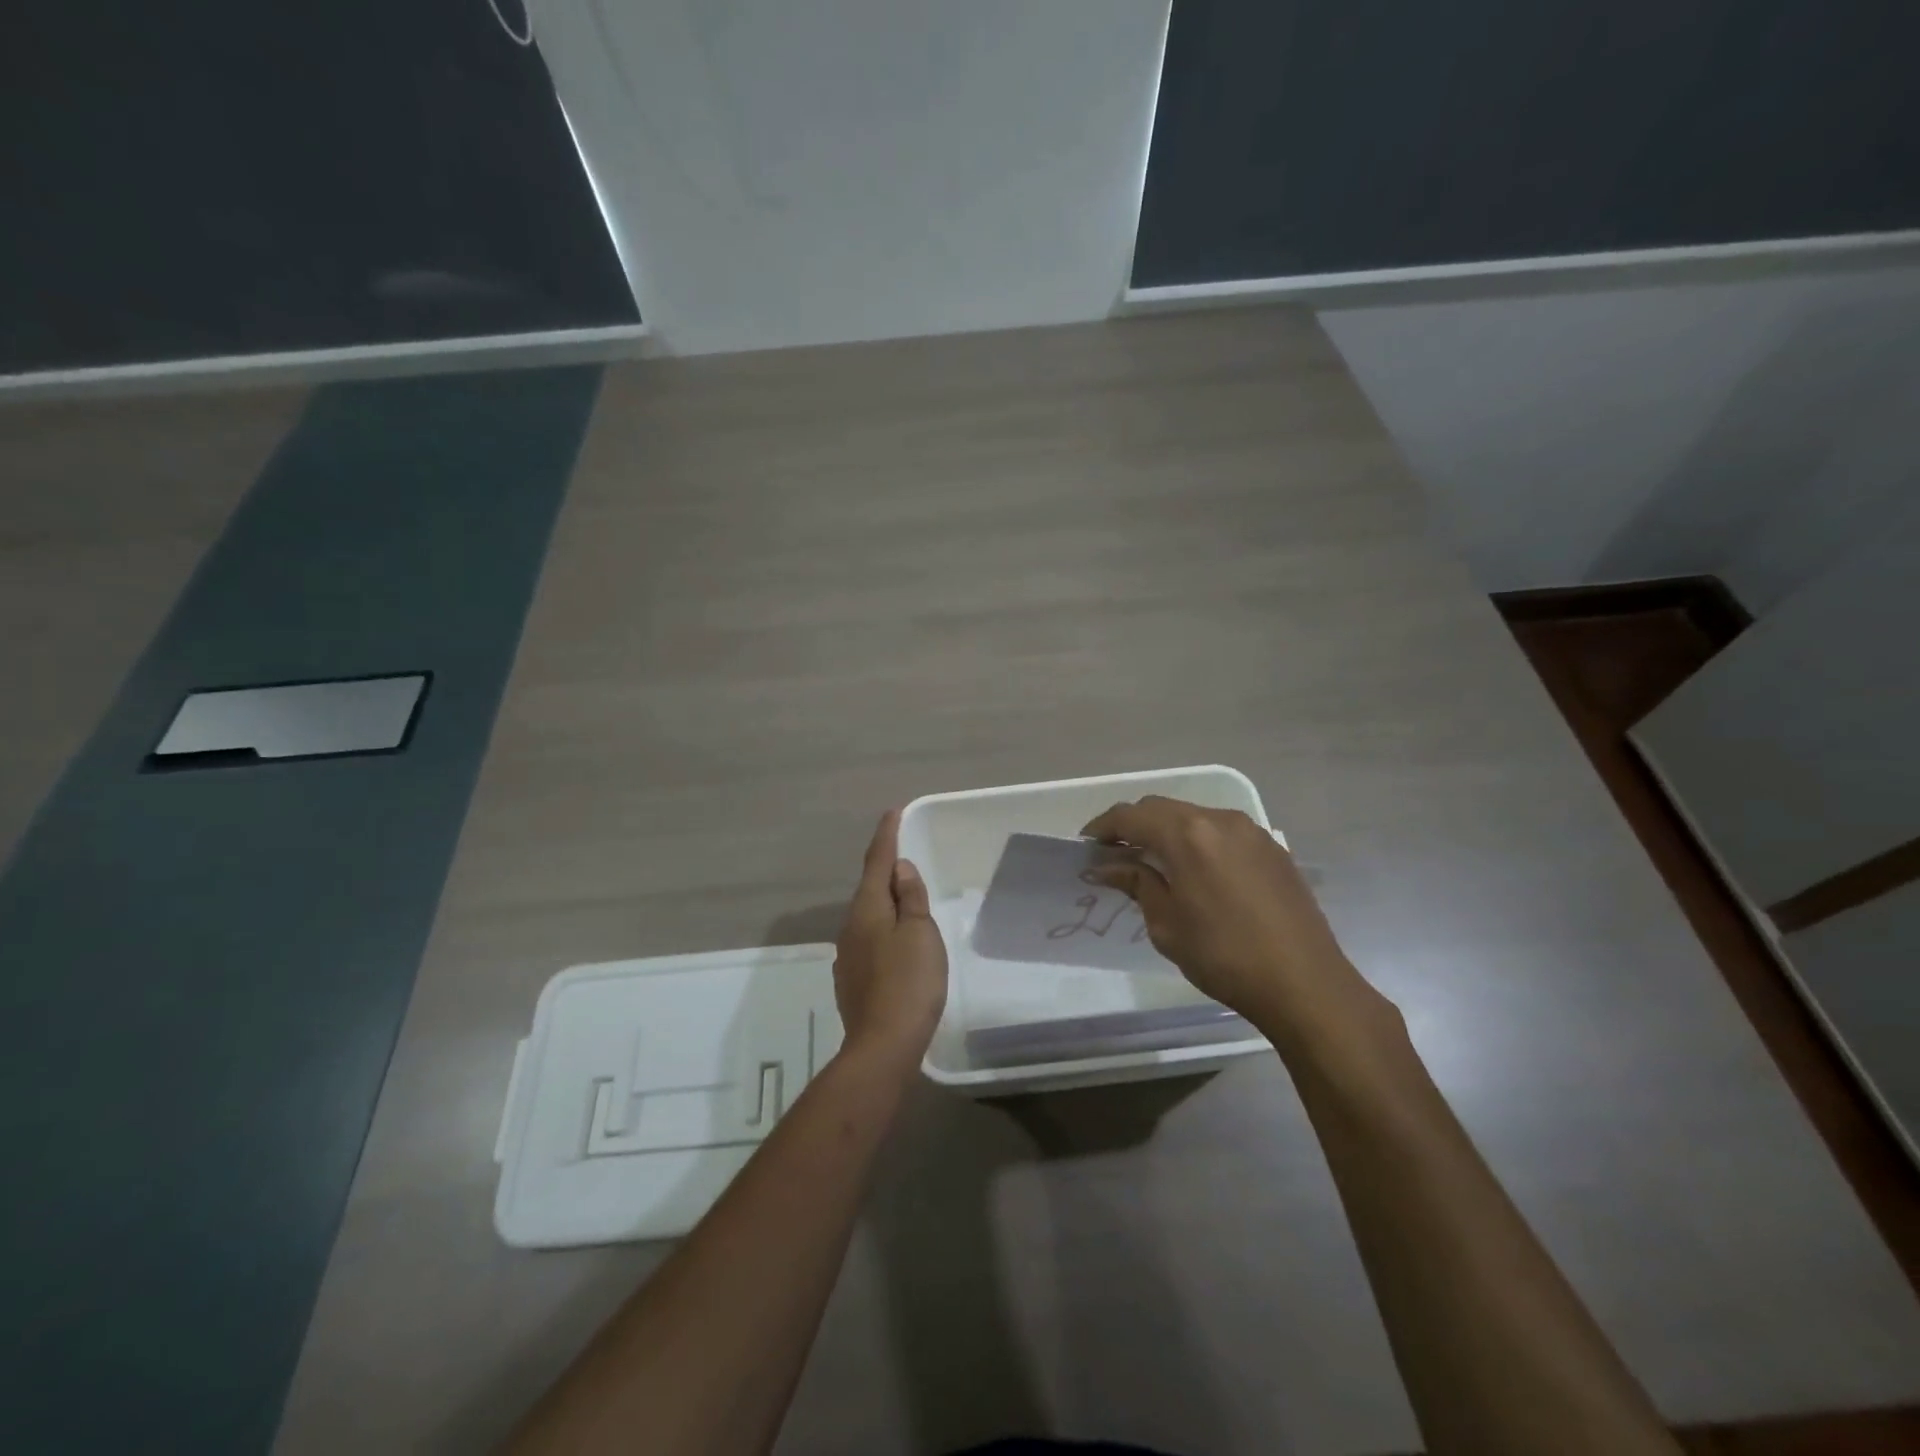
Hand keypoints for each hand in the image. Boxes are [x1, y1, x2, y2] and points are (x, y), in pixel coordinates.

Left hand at [833, 810, 948, 1067]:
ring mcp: (848, 955)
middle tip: (905, 855)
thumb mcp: (920, 933)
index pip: (877, 861)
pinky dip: (884, 930)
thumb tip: (899, 869)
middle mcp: (851, 926)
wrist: (883, 1045)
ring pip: (868, 916)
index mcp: (868, 909)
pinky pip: (870, 940)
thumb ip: (911, 898)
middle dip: (886, 870)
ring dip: (886, 902)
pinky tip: (897, 943)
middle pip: (870, 888)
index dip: (886, 835)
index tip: (893, 812)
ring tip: (906, 899)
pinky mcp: (852, 979)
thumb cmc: (909, 982)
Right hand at [1082, 796, 1389, 1049]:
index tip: (1087, 845)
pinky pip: (1221, 831)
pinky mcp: (1272, 847)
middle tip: (1114, 854)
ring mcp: (1250, 830)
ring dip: (1166, 831)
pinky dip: (1197, 840)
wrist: (1304, 983)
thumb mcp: (1167, 924)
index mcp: (1186, 835)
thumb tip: (1108, 866)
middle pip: (1161, 808)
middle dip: (1133, 825)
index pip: (1131, 816)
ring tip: (1153, 862)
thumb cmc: (1224, 957)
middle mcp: (1218, 819)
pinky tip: (1195, 870)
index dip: (1103, 827)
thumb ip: (1137, 884)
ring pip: (1193, 816)